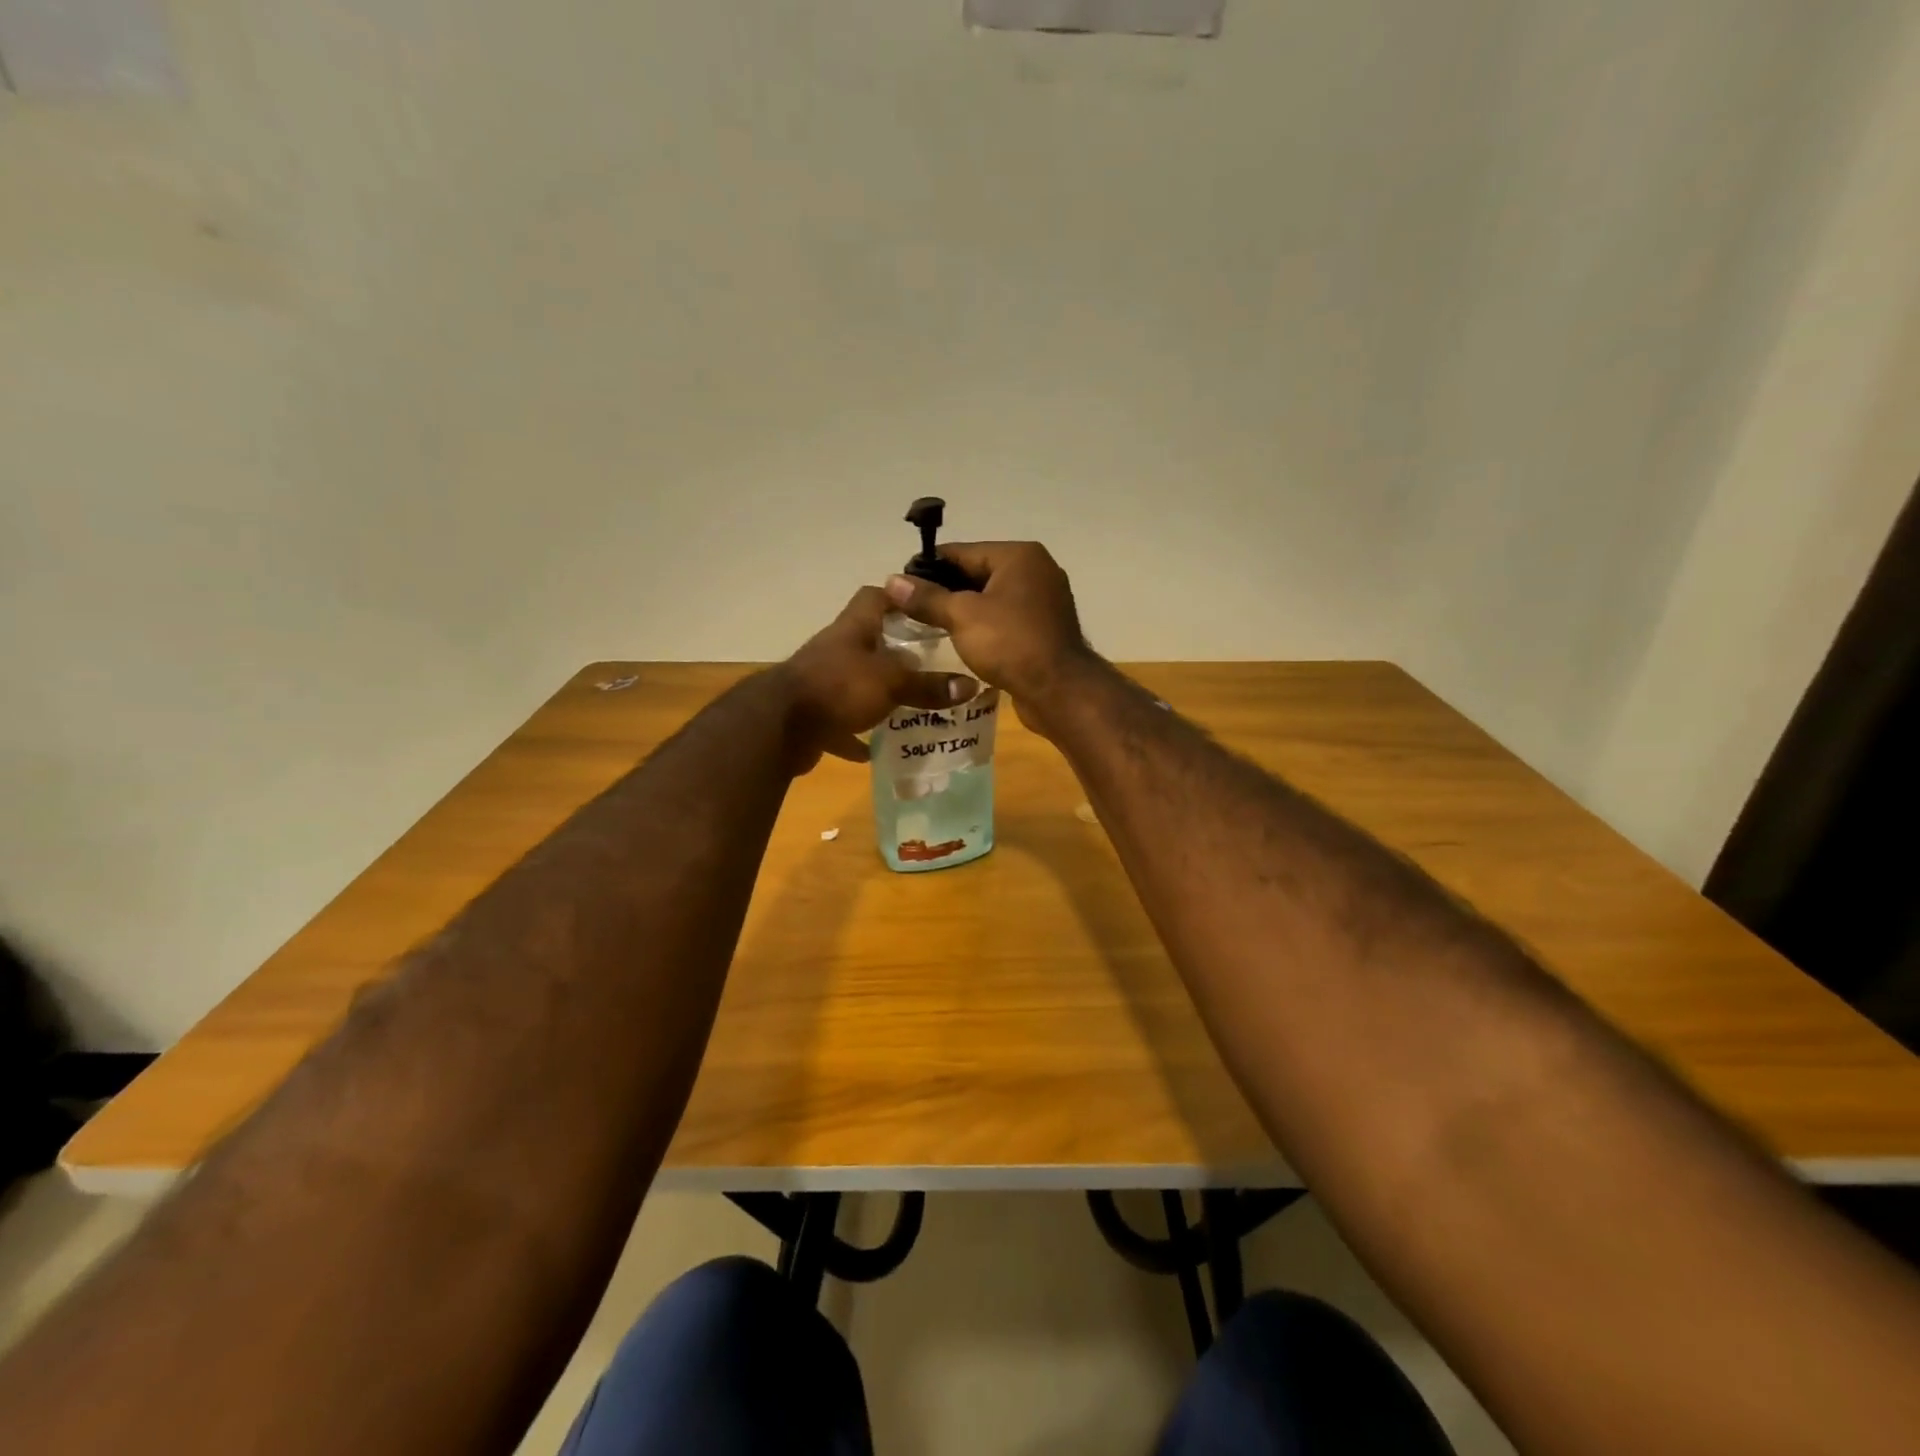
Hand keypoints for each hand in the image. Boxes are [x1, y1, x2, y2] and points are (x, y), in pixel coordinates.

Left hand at [777, 585, 978, 771]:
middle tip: (931, 665)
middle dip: (897, 653)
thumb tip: (970, 686)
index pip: (875, 597)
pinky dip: (856, 736)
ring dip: (878, 694)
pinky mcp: (813, 716)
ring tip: (911, 706)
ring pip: (855, 683)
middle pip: (868, 642)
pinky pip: (840, 724)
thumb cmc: (838, 687)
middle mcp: (835, 651)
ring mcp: (821, 683)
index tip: (926, 610)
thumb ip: (928, 685)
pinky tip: (875, 750)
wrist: (779, 726)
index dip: (899, 598)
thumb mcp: (891, 682)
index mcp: (853, 630)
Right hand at [883, 542, 1090, 723]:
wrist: (1059, 691)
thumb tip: (892, 580)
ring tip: (928, 626)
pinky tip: (959, 641)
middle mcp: (1036, 571)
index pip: (962, 552)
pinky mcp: (1044, 629)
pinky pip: (1004, 620)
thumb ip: (927, 598)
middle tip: (909, 609)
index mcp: (1019, 556)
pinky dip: (983, 627)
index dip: (927, 567)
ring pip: (991, 599)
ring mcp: (1043, 601)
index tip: (899, 584)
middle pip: (977, 574)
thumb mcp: (962, 616)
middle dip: (944, 591)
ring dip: (963, 611)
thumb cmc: (1010, 644)